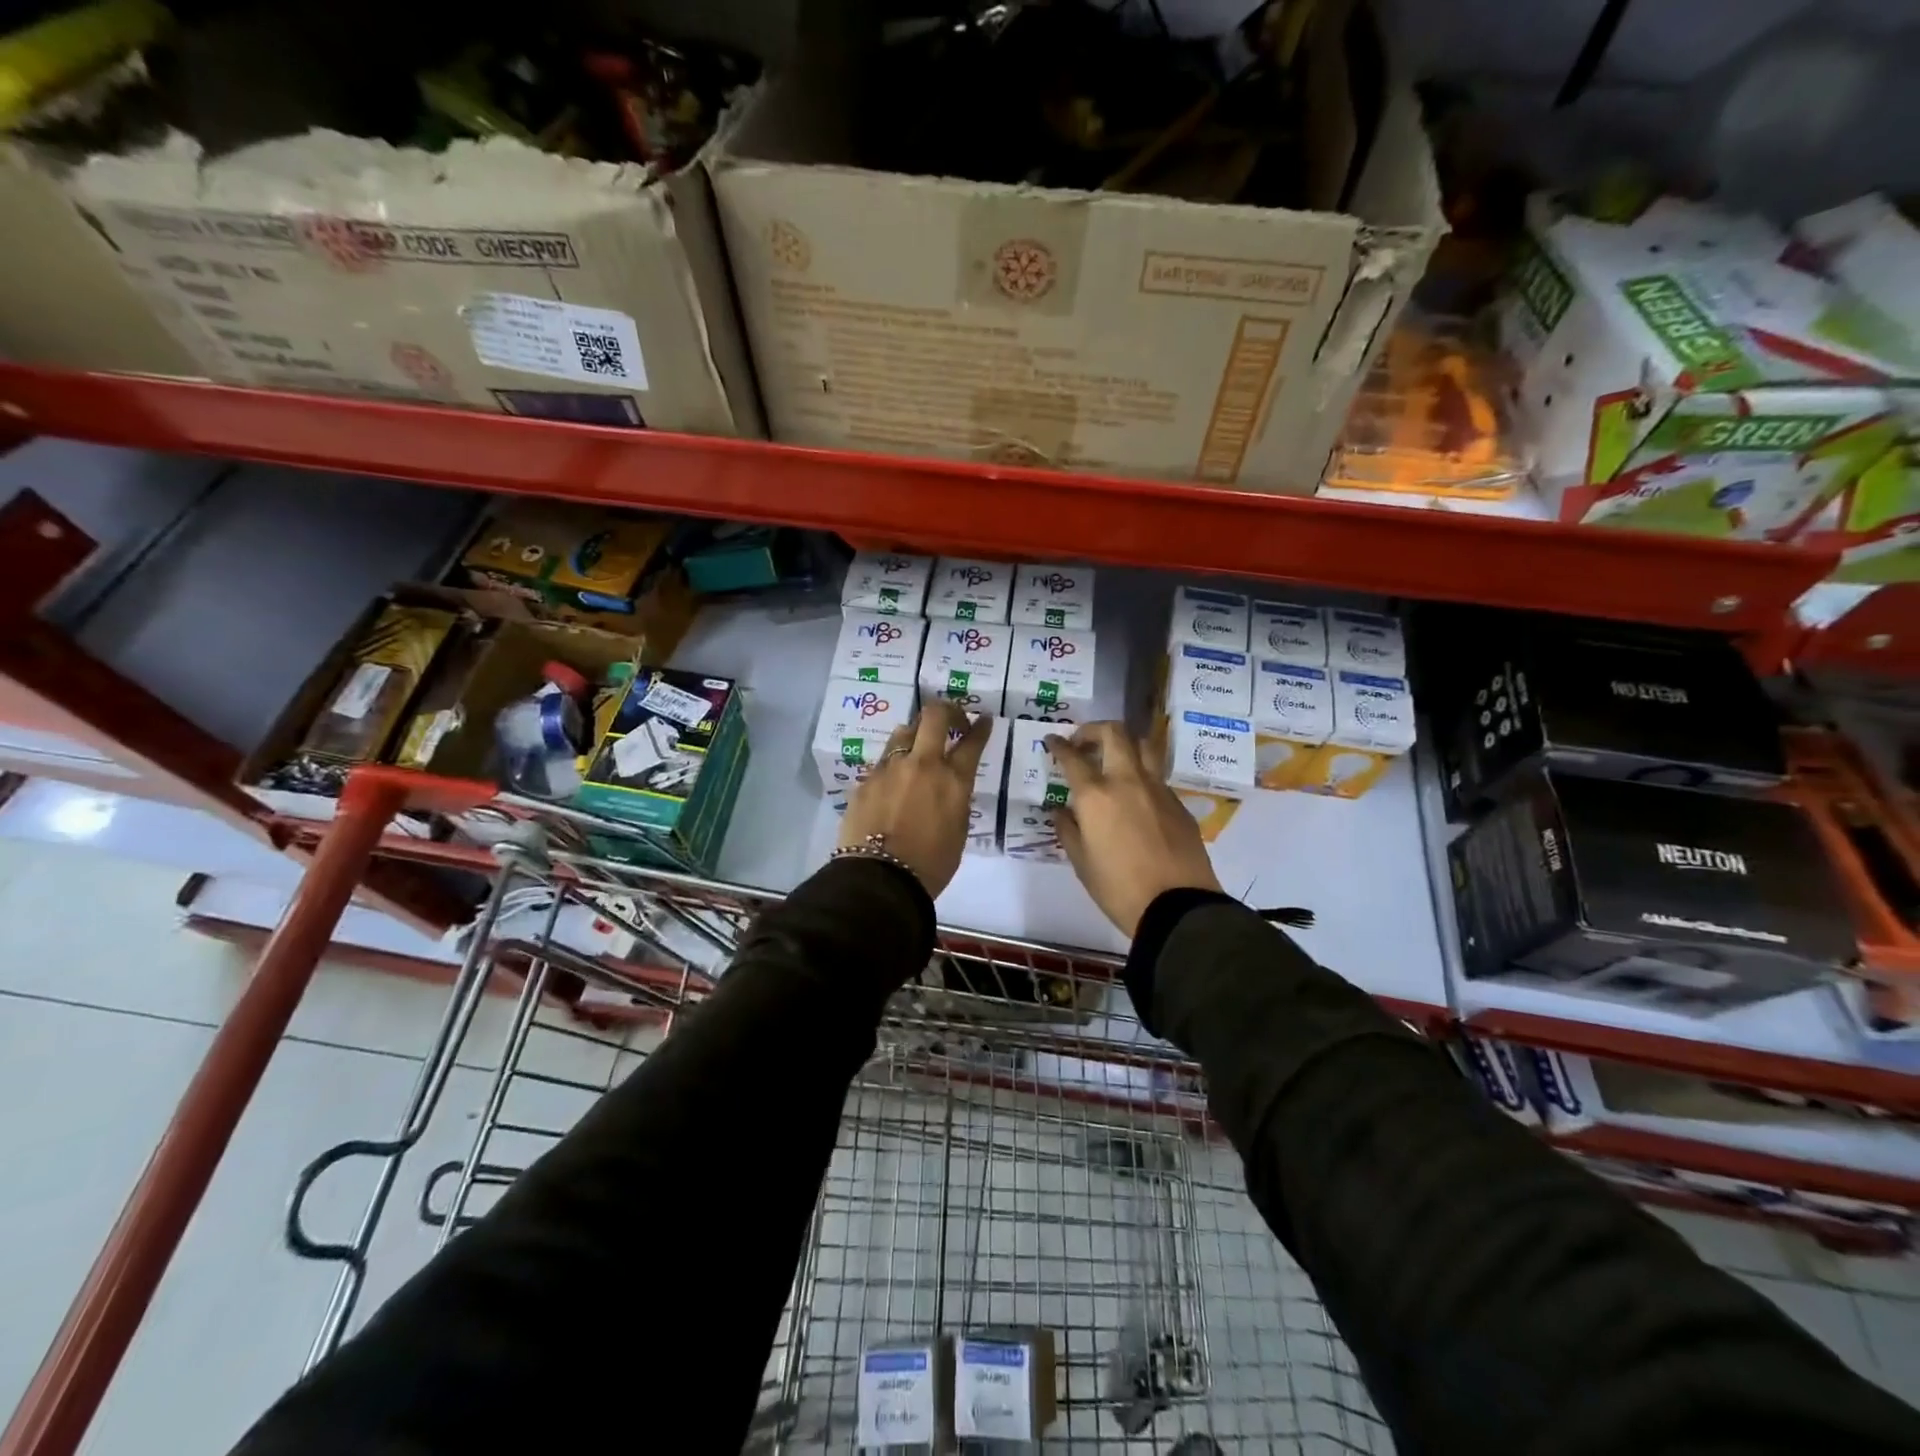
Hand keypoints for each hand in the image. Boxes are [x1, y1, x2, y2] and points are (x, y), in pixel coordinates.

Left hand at [837, 700, 991, 897]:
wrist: (880, 879)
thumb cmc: (930, 864)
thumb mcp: (958, 831)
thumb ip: (956, 800)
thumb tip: (950, 787)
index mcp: (953, 781)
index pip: (972, 742)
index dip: (980, 727)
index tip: (983, 720)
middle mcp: (922, 764)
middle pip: (934, 716)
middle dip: (947, 711)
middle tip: (952, 720)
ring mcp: (890, 768)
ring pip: (904, 731)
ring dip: (916, 733)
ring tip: (918, 746)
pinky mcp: (867, 779)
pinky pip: (884, 761)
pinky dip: (894, 765)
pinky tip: (893, 781)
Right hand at [1046, 722, 1221, 936]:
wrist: (1177, 907)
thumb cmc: (1118, 888)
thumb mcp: (1082, 862)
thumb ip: (1068, 830)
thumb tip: (1062, 811)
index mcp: (1096, 796)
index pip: (1073, 758)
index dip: (1059, 745)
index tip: (1053, 741)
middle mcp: (1127, 781)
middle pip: (1114, 733)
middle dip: (1094, 730)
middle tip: (1083, 742)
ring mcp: (1158, 789)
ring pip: (1143, 746)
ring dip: (1125, 743)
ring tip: (1114, 758)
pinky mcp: (1178, 803)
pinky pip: (1157, 776)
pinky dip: (1142, 775)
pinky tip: (1136, 797)